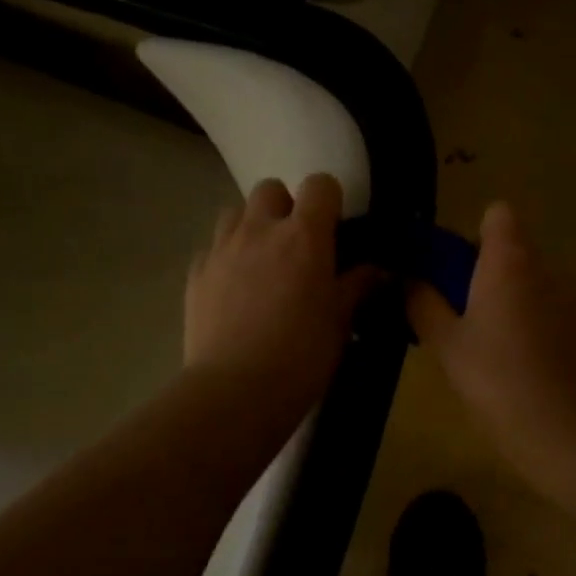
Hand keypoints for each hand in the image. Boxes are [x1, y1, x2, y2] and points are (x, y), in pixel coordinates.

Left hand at [185, 174, 380, 412]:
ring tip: (262, 263)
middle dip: (285, 208)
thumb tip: (379, 270)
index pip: (320, 185)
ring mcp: (221, 249)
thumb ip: (358, 287)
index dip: (330, 201)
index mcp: (304, 236)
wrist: (235, 390)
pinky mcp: (196, 274)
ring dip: (252, 227)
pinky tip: (234, 291)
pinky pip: (212, 249)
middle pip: (270, 189)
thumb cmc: (301, 356)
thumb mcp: (339, 321)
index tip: (335, 229)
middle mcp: (260, 230)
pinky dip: (226, 258)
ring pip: (235, 213)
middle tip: (296, 247)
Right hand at [407, 202, 575, 474]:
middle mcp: (550, 266)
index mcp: (510, 261)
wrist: (564, 431)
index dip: (476, 237)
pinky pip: (562, 311)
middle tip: (471, 322)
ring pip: (539, 284)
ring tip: (504, 352)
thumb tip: (411, 280)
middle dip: (492, 276)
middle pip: (517, 252)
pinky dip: (546, 326)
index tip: (461, 274)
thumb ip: (421, 302)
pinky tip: (536, 368)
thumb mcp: (444, 343)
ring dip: (520, 302)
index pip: (498, 214)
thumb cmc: (495, 379)